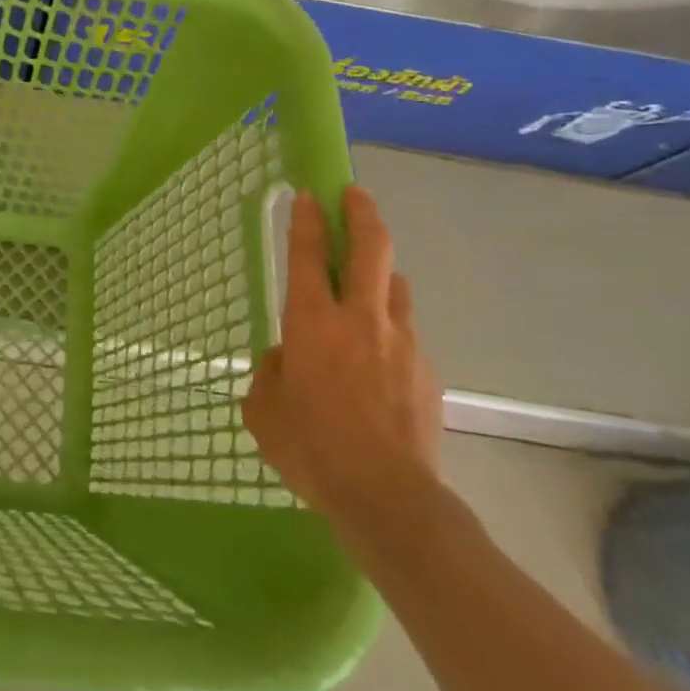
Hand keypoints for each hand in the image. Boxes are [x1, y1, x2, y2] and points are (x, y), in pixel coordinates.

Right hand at [242, 185, 441, 534]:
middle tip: (355, 194)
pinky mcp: (426, 370)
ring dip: (381, 273)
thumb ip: (270, 372)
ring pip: (396, 286)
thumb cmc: (311, 449)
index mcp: (312, 323)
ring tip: (369, 281)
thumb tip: (286, 359)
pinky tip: (379, 360)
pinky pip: (406, 333)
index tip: (309, 193)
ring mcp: (401, 342)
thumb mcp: (263, 410)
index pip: (307, 255)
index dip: (307, 220)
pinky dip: (391, 329)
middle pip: (370, 248)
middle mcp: (360, 319)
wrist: (387, 497)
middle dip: (361, 213)